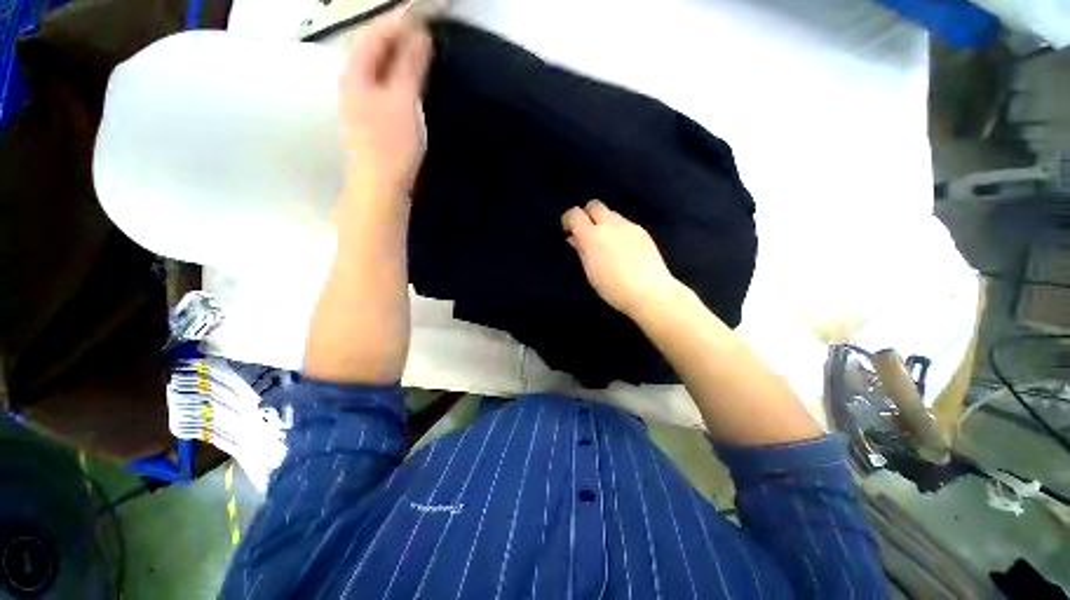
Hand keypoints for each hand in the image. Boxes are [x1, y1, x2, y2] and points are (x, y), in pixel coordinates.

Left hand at [338, 8, 431, 197]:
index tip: (422, 15)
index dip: (397, 21)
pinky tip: (412, 83)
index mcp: (355, 74)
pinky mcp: (372, 120)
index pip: (374, 35)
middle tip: (425, 33)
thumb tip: (419, 35)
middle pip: (373, 50)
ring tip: (422, 53)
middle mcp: (353, 83)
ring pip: (379, 70)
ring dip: (399, 58)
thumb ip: (409, 67)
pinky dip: (399, 79)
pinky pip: (385, 88)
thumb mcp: (402, 101)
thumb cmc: (391, 144)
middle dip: (397, 38)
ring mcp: (361, 103)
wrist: (380, 187)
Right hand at [562, 200, 682, 317]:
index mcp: (592, 236)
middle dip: (587, 215)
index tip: (568, 230)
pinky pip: (625, 224)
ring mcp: (628, 226)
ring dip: (604, 223)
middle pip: (594, 205)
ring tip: (606, 242)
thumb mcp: (590, 272)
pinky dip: (618, 230)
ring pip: (611, 214)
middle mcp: (610, 225)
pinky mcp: (642, 232)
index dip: (568, 220)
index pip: (574, 214)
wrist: (649, 292)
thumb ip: (581, 251)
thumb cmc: (613, 288)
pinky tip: (622, 248)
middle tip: (586, 233)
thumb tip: (574, 238)